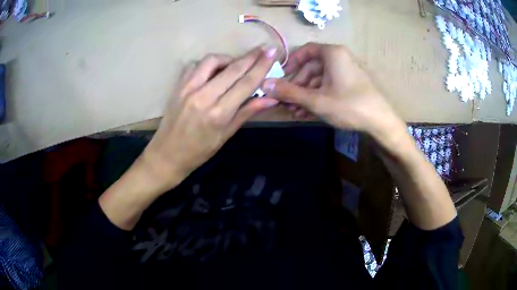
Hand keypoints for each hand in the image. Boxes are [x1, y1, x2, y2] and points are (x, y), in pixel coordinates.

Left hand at [141, 46, 278, 191]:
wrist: (167, 155)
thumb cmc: (199, 151)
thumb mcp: (226, 135)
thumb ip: (247, 112)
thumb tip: (271, 98)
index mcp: (219, 113)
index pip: (245, 83)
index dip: (261, 66)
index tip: (272, 52)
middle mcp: (203, 97)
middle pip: (232, 69)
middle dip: (251, 56)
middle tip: (263, 49)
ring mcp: (188, 89)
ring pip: (211, 61)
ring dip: (227, 58)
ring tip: (235, 65)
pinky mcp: (178, 86)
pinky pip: (194, 66)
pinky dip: (207, 64)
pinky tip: (212, 71)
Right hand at [263, 43, 399, 134]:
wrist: (380, 122)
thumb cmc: (348, 105)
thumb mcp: (316, 100)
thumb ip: (290, 92)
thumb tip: (265, 84)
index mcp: (332, 53)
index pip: (306, 50)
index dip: (291, 62)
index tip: (280, 77)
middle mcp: (339, 58)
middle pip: (311, 67)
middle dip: (297, 85)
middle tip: (286, 101)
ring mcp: (346, 72)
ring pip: (319, 79)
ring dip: (305, 94)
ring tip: (295, 111)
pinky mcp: (350, 84)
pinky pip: (329, 86)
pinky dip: (317, 96)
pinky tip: (307, 112)